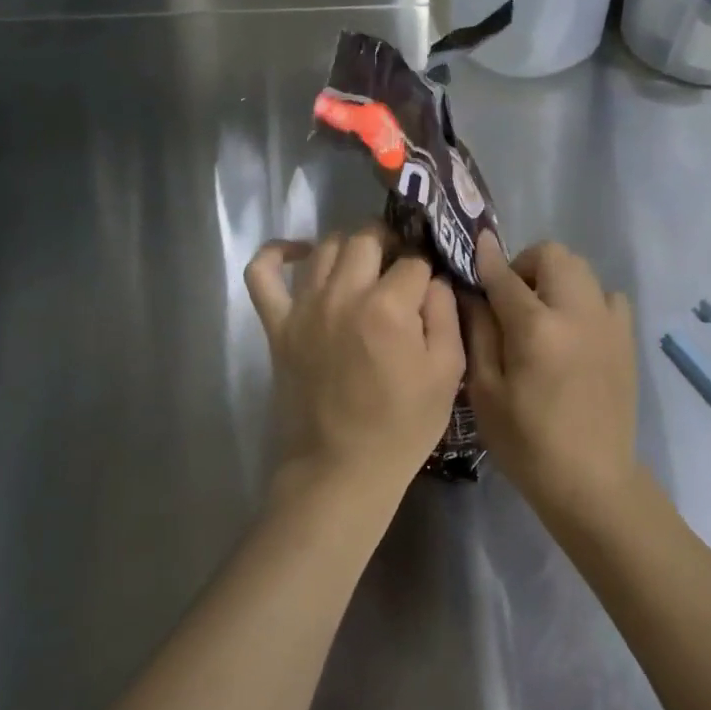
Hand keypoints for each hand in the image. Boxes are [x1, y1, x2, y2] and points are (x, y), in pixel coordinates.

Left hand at [244, 227, 465, 510]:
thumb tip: (433, 278)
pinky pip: (262, 273)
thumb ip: (446, 313)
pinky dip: (277, 253)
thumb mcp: (448, 373)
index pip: (414, 261)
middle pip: (367, 238)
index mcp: (388, 308)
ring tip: (364, 266)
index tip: (430, 288)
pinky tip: (300, 252)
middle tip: (400, 268)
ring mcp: (304, 308)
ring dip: (350, 247)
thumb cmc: (402, 426)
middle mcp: (343, 295)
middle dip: (391, 244)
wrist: (341, 471)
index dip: (428, 269)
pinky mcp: (277, 325)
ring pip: (326, 246)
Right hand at [463, 233, 639, 516]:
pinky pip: (607, 296)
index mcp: (537, 329)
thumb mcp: (485, 391)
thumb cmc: (527, 442)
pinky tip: (574, 329)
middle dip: (526, 264)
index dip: (486, 258)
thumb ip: (478, 332)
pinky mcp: (626, 339)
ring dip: (557, 278)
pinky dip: (587, 298)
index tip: (476, 245)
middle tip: (511, 296)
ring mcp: (608, 324)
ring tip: (543, 312)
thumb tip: (472, 291)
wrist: (592, 482)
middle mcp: (577, 313)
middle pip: (554, 255)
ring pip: (582, 269)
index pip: (506, 275)